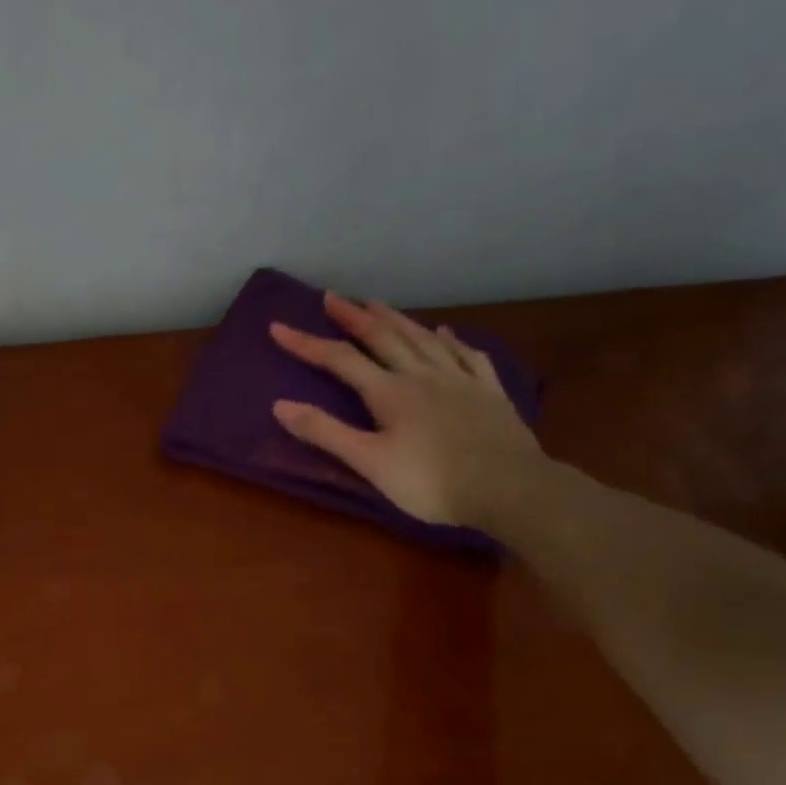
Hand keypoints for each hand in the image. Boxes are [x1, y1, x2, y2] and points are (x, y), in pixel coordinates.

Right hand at [270, 291, 543, 528]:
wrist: (506, 487)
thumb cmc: (430, 482)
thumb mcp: (369, 462)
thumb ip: (326, 433)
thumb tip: (280, 405)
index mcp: (390, 392)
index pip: (340, 360)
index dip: (307, 344)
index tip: (279, 328)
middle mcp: (422, 375)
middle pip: (383, 338)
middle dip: (354, 318)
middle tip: (333, 297)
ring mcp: (459, 380)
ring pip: (423, 339)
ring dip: (397, 320)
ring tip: (378, 304)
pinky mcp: (489, 392)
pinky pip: (467, 356)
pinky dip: (451, 341)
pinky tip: (446, 332)